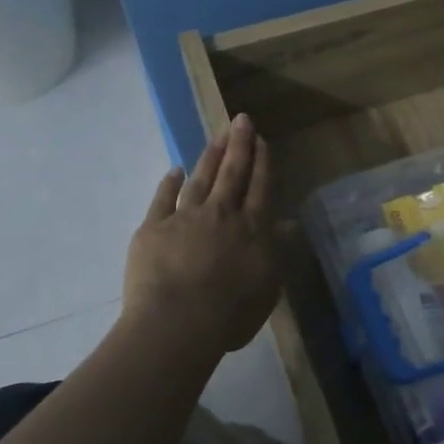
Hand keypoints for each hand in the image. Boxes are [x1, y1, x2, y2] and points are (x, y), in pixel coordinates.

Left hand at [124, 114, 281, 356]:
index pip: (260, 187)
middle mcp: (221, 214)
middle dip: (239, 145)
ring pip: (201, 179)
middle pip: (232, 174)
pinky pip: (163, 199)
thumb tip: (289, 223)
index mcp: (252, 228)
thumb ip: (278, 251)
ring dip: (210, 157)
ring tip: (216, 137)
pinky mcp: (154, 228)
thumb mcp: (268, 286)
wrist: (178, 323)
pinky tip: (175, 170)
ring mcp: (185, 218)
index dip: (262, 162)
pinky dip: (169, 183)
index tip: (261, 139)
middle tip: (241, 120)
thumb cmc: (231, 313)